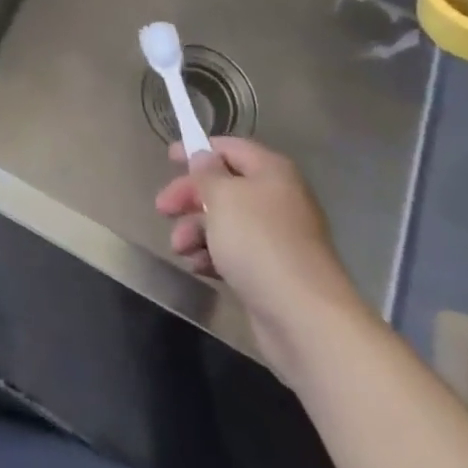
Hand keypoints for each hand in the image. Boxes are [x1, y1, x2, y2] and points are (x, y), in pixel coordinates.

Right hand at [155, 135, 369, 382]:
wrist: (304, 319)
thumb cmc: (259, 243)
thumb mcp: (223, 196)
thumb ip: (207, 172)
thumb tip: (204, 157)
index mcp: (271, 172)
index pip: (230, 148)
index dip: (199, 150)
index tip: (169, 158)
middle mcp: (277, 199)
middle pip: (224, 186)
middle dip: (191, 197)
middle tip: (162, 209)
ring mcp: (276, 238)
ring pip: (225, 222)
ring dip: (196, 230)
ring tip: (179, 247)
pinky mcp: (271, 272)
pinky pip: (234, 253)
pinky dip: (212, 255)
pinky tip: (198, 266)